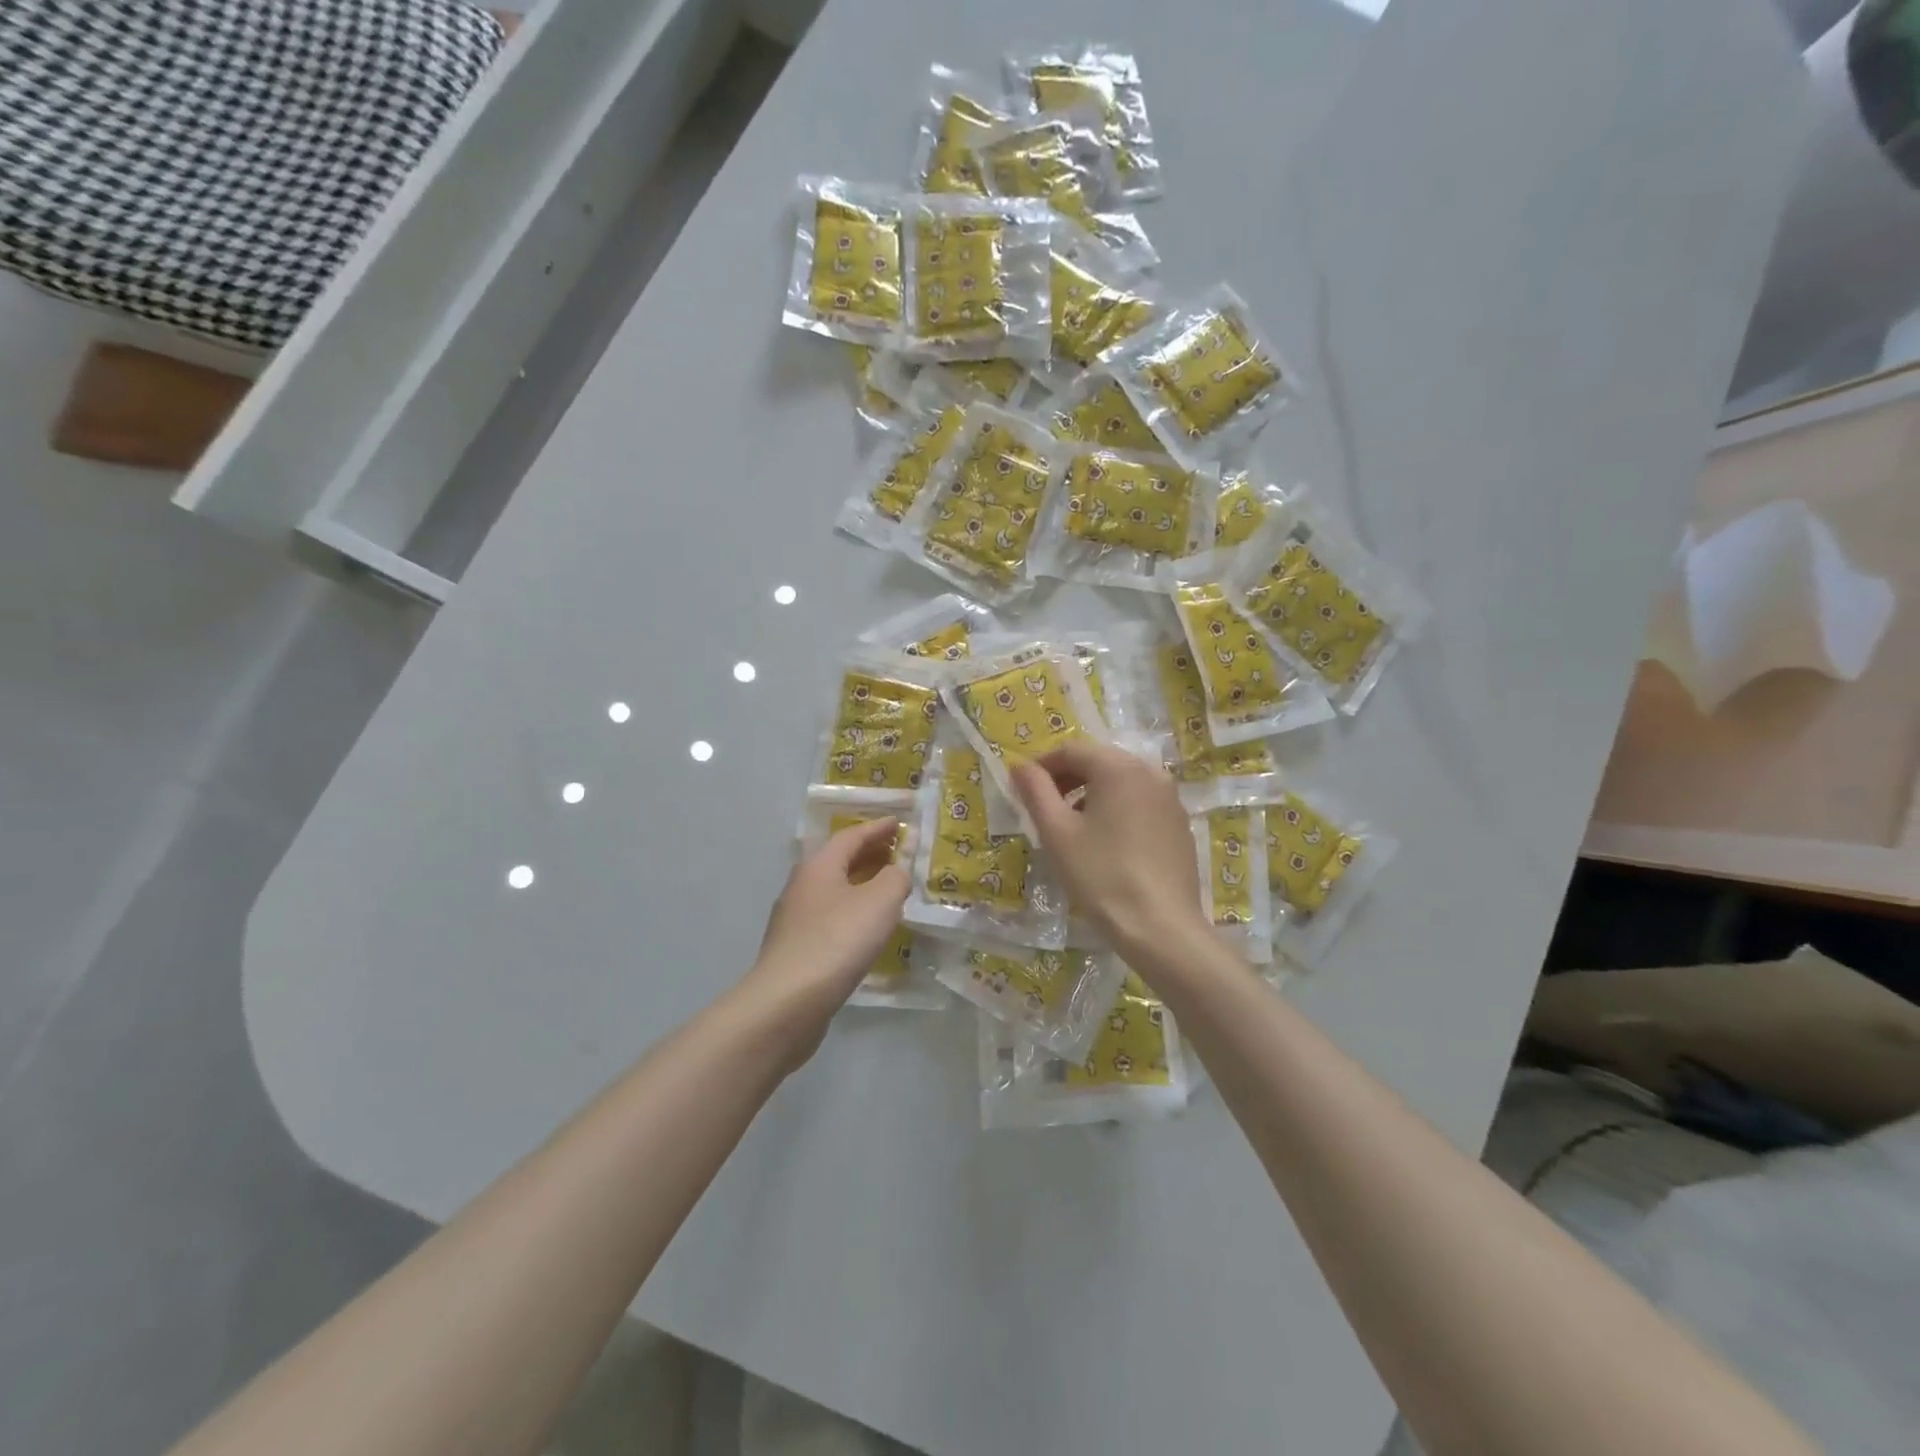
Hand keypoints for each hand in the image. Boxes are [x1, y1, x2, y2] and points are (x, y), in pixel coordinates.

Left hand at [742, 818, 910, 1056]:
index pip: (851, 835)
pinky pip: (830, 916)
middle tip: (898, 852)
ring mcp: (795, 918)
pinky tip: (867, 928)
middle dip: (870, 853)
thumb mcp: (880, 902)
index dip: (878, 828)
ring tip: (888, 889)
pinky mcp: (796, 948)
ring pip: (834, 889)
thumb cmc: (837, 941)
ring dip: (861, 882)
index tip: (900, 822)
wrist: (787, 1002)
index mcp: (819, 866)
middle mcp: (802, 885)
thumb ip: (895, 878)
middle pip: (839, 860)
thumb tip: (897, 870)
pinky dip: (852, 911)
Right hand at [1010, 741, 1206, 958]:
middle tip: (1044, 809)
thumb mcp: (1057, 833)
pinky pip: (1141, 802)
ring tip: (1072, 828)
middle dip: (1067, 779)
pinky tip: (1106, 843)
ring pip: (1121, 782)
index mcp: (1118, 767)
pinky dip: (1117, 810)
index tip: (1023, 790)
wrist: (1161, 927)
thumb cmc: (1101, 875)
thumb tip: (1020, 766)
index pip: (1071, 750)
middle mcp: (1150, 772)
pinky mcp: (1180, 823)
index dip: (1042, 766)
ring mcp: (1171, 798)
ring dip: (1091, 794)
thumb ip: (1036, 791)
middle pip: (1099, 762)